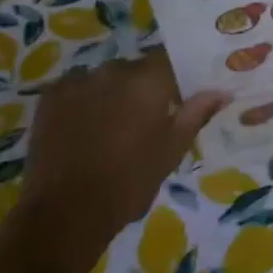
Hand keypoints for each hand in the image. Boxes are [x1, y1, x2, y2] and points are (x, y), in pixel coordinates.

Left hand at [18, 51, 227, 263]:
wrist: (67, 212)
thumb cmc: (130, 182)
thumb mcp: (171, 151)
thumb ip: (196, 114)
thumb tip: (221, 91)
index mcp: (148, 80)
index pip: (168, 59)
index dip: (173, 76)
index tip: (177, 96)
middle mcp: (113, 70)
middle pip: (134, 69)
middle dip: (141, 88)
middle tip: (143, 120)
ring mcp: (78, 80)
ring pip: (104, 79)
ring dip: (110, 93)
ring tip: (108, 128)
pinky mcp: (51, 95)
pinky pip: (76, 88)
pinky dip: (82, 101)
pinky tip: (82, 128)